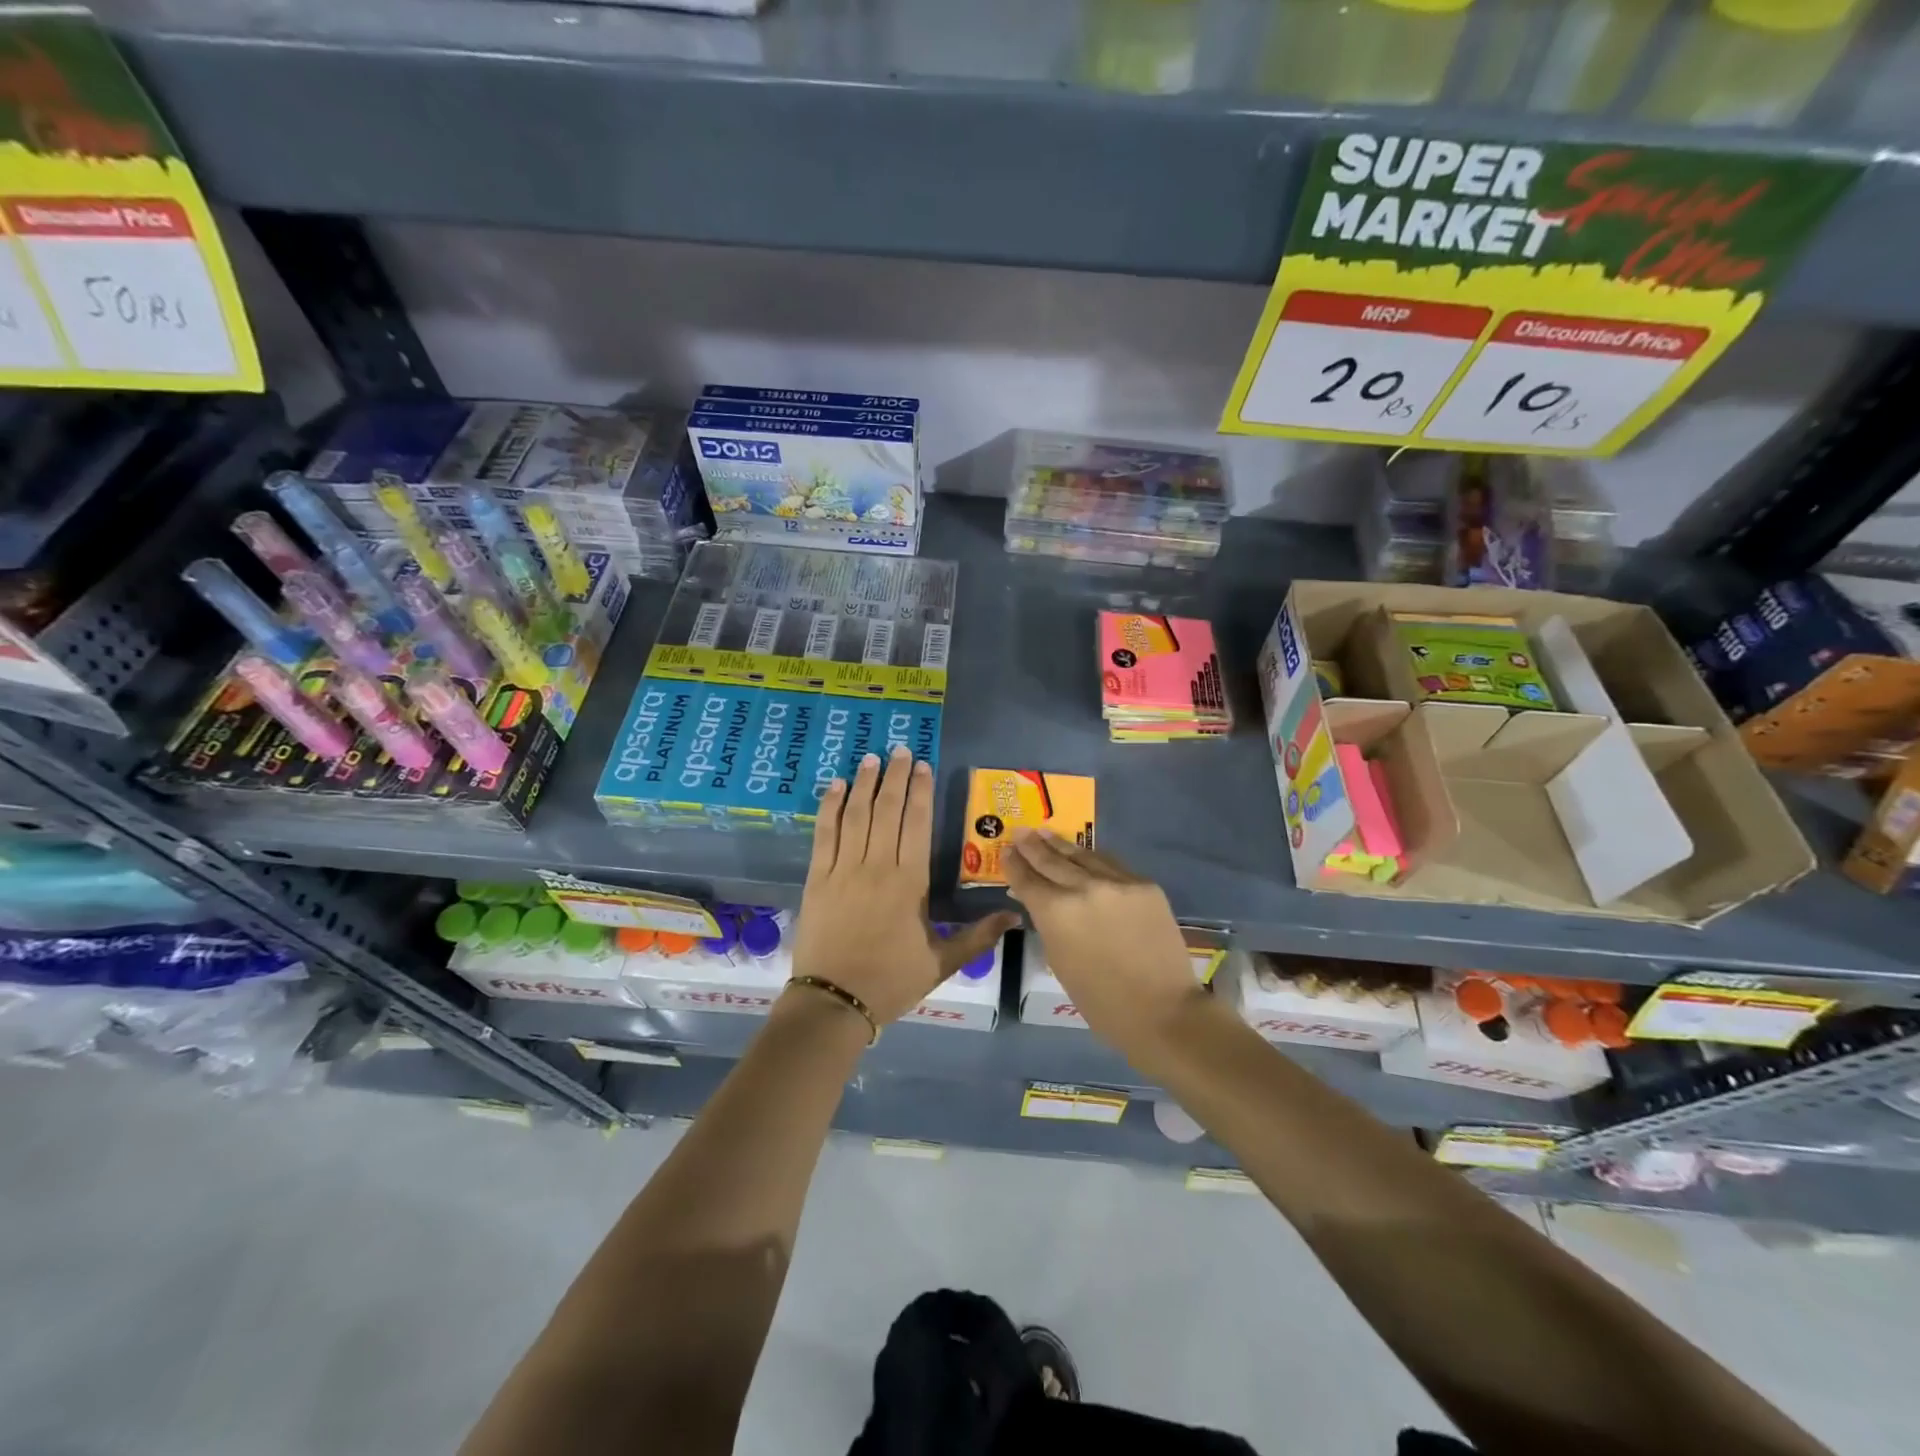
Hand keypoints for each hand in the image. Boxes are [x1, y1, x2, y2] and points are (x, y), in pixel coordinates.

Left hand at [790, 745, 1018, 1026]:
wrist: (834, 1002)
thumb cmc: (891, 982)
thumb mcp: (941, 962)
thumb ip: (978, 936)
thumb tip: (1016, 916)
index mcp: (909, 883)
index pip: (917, 824)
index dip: (919, 792)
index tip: (922, 766)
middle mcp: (877, 866)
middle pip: (887, 810)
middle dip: (894, 777)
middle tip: (898, 749)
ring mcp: (843, 870)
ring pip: (855, 815)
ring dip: (863, 784)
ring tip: (870, 758)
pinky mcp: (817, 878)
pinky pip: (824, 834)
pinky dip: (829, 807)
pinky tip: (834, 786)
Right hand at [1003, 830, 1202, 1056]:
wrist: (1162, 1009)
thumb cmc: (1100, 1000)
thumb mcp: (1059, 961)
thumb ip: (1047, 924)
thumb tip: (1038, 901)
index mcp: (1056, 912)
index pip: (1027, 879)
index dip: (1013, 864)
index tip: (1006, 852)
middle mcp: (1083, 888)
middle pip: (1051, 860)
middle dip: (1033, 846)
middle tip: (1020, 832)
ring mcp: (1117, 882)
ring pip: (1082, 856)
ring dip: (1061, 845)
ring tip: (1046, 833)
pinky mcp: (1144, 884)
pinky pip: (1111, 865)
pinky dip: (1093, 858)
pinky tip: (1085, 853)